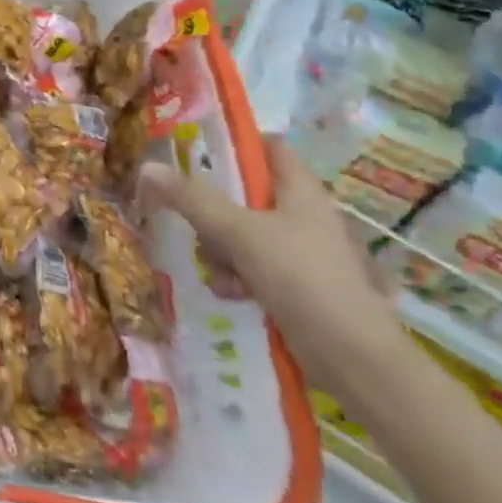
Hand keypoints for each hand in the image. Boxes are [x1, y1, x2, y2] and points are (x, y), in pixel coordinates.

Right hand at [142, 135, 405, 396]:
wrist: (353, 359)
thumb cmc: (301, 278)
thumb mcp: (238, 232)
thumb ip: (192, 199)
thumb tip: (148, 167)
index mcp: (302, 192)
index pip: (269, 147)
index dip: (236, 144)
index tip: (197, 152)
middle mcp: (305, 216)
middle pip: (247, 194)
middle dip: (214, 208)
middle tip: (192, 218)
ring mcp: (304, 253)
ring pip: (246, 233)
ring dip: (221, 248)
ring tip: (215, 269)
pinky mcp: (300, 286)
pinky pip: (255, 266)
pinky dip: (238, 275)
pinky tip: (229, 292)